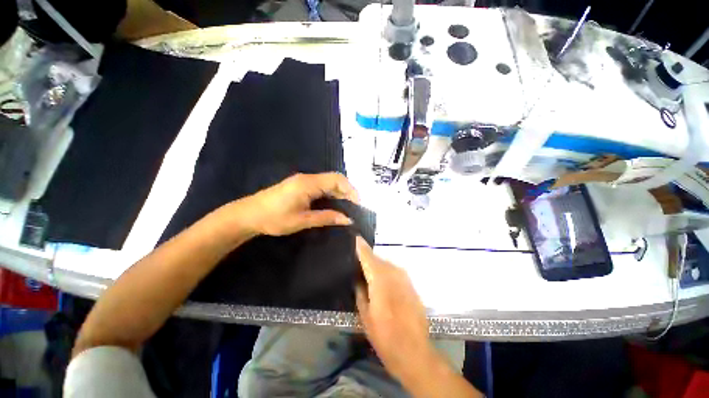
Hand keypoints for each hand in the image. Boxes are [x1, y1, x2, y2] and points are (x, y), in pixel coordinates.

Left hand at [220, 173, 358, 236]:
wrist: (248, 215)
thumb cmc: (274, 218)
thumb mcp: (302, 220)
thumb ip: (326, 218)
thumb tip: (347, 220)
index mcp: (308, 184)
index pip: (337, 180)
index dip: (351, 190)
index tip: (358, 205)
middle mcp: (308, 178)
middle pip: (334, 179)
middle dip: (347, 192)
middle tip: (354, 209)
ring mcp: (303, 181)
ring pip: (328, 183)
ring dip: (339, 194)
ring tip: (347, 209)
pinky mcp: (300, 186)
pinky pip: (321, 187)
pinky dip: (330, 195)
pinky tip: (333, 206)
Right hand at [355, 237, 435, 383]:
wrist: (414, 351)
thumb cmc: (384, 336)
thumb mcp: (365, 315)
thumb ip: (360, 291)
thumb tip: (358, 278)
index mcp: (380, 278)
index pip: (368, 256)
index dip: (360, 246)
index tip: (355, 237)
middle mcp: (394, 273)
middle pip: (377, 258)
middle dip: (367, 258)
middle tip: (357, 261)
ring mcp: (405, 278)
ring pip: (387, 264)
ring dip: (377, 265)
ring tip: (368, 272)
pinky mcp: (411, 285)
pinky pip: (395, 272)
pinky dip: (386, 272)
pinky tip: (382, 282)